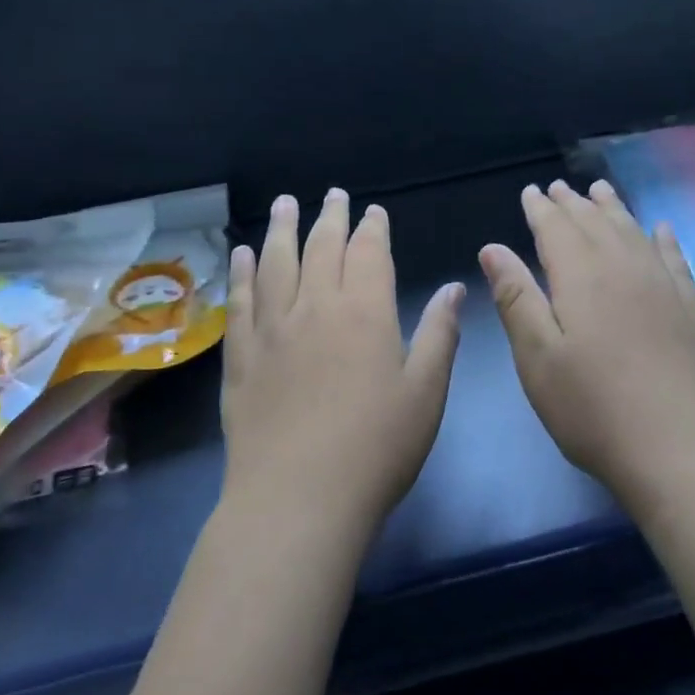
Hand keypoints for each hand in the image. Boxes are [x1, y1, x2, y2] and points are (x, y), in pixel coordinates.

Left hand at [221, 189, 464, 540]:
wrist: (297, 500)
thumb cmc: (376, 448)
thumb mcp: (425, 392)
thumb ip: (439, 334)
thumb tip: (455, 286)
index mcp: (364, 312)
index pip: (368, 253)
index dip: (372, 228)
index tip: (373, 210)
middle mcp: (315, 308)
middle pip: (321, 248)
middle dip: (330, 217)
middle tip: (332, 194)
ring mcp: (272, 330)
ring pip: (276, 264)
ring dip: (282, 229)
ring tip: (284, 204)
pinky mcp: (241, 358)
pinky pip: (240, 302)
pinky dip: (242, 273)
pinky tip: (242, 255)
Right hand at [479, 180, 694, 517]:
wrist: (684, 448)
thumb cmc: (595, 408)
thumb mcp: (538, 358)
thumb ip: (516, 298)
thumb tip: (493, 247)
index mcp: (581, 276)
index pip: (555, 228)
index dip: (541, 208)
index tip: (531, 191)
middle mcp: (624, 267)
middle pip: (595, 222)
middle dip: (573, 203)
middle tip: (559, 188)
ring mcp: (664, 285)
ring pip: (633, 231)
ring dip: (613, 209)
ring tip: (600, 190)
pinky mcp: (692, 307)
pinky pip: (674, 257)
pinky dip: (663, 238)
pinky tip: (660, 229)